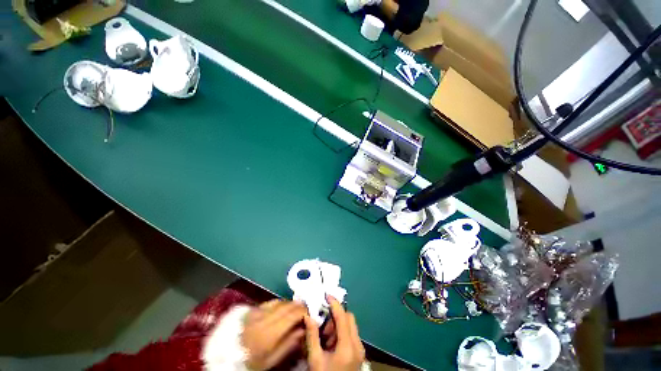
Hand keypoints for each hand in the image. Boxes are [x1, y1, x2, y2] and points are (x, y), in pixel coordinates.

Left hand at [241, 300, 306, 369]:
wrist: (227, 359)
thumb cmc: (252, 362)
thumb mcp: (272, 360)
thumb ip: (289, 344)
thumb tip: (303, 329)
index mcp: (269, 332)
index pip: (291, 315)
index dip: (302, 311)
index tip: (309, 313)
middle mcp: (263, 318)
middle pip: (285, 305)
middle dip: (297, 305)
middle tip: (304, 308)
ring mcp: (255, 312)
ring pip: (278, 301)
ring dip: (288, 303)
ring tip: (294, 308)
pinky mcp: (250, 310)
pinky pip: (268, 302)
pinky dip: (278, 303)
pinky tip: (280, 308)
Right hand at [304, 296, 365, 370]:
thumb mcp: (315, 360)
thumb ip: (312, 336)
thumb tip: (308, 316)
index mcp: (348, 346)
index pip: (343, 317)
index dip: (335, 303)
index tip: (327, 295)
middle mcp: (357, 345)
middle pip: (349, 319)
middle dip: (336, 317)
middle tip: (323, 327)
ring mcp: (360, 349)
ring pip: (350, 326)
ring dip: (338, 325)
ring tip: (326, 339)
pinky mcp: (359, 353)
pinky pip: (351, 334)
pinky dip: (341, 333)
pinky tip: (331, 344)